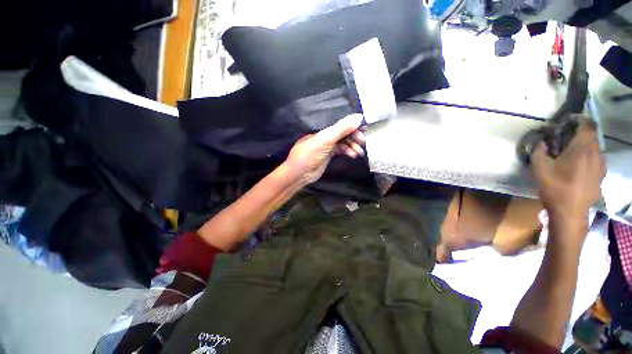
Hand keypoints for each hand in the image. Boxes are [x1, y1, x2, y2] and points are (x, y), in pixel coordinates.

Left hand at [284, 114, 365, 185]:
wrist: (299, 174)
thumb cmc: (309, 155)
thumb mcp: (325, 140)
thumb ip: (341, 129)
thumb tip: (359, 117)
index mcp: (323, 128)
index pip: (341, 122)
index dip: (353, 124)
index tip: (366, 127)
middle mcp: (326, 135)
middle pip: (344, 132)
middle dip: (355, 136)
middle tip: (364, 142)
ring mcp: (327, 145)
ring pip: (344, 142)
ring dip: (353, 145)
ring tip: (359, 152)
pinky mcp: (329, 155)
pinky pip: (342, 150)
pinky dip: (348, 152)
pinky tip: (353, 155)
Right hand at [531, 117, 605, 223]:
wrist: (570, 213)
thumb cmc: (555, 188)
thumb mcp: (539, 168)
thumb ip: (538, 151)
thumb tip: (540, 141)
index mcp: (582, 148)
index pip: (586, 124)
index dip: (578, 119)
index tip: (566, 121)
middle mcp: (596, 153)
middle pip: (591, 135)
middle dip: (579, 132)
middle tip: (564, 137)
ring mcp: (601, 165)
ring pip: (595, 147)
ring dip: (584, 144)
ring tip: (570, 151)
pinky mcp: (600, 175)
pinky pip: (596, 159)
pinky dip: (588, 156)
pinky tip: (577, 165)